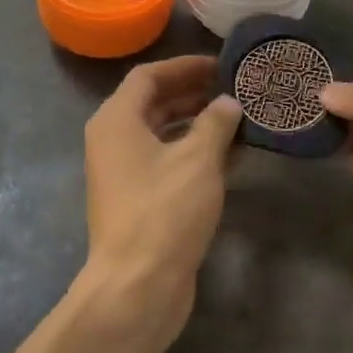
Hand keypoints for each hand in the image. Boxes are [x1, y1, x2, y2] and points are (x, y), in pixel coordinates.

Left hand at [82, 55, 240, 333]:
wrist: (137, 287)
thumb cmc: (164, 210)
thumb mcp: (197, 159)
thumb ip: (216, 123)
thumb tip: (228, 102)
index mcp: (117, 120)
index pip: (148, 76)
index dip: (184, 66)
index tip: (220, 65)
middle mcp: (114, 141)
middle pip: (153, 103)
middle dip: (193, 93)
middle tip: (233, 89)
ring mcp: (124, 174)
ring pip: (163, 135)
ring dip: (198, 124)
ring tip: (238, 118)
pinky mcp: (139, 202)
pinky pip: (167, 163)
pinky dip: (196, 154)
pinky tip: (233, 156)